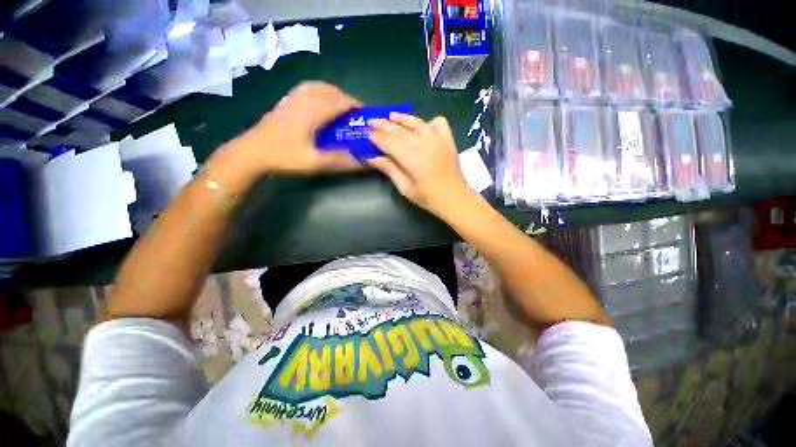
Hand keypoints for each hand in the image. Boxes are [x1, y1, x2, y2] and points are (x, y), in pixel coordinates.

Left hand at [226, 81, 361, 175]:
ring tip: (339, 103)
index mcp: (311, 113)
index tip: (364, 113)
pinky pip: (305, 89)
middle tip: (353, 111)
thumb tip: (362, 162)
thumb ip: (338, 161)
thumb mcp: (313, 162)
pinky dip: (317, 91)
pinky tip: (318, 101)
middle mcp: (302, 101)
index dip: (353, 105)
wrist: (251, 153)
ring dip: (331, 92)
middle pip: (328, 90)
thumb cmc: (283, 157)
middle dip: (344, 97)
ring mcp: (291, 100)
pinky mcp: (284, 103)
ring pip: (315, 86)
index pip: (337, 102)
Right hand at [368, 113, 473, 216]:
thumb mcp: (405, 188)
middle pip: (400, 131)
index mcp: (412, 158)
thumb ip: (390, 170)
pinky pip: (439, 123)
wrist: (455, 198)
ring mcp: (438, 140)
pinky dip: (430, 121)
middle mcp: (424, 144)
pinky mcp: (448, 140)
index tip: (367, 134)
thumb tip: (371, 158)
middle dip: (384, 125)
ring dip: (403, 118)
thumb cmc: (428, 197)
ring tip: (391, 115)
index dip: (377, 137)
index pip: (390, 142)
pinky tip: (423, 125)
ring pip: (417, 123)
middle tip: (372, 122)